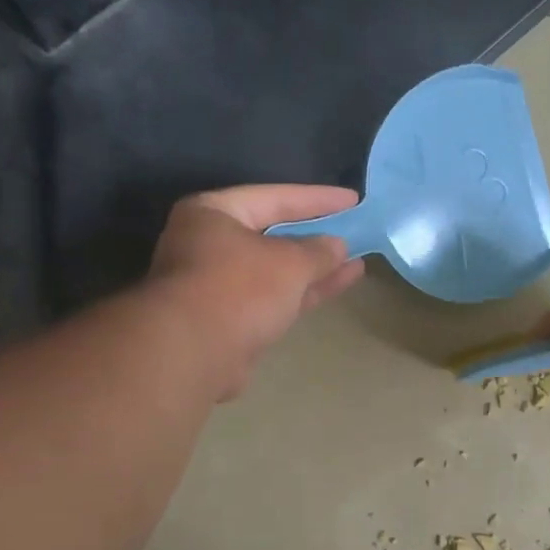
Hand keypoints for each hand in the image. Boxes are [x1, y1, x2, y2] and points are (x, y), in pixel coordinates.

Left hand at [150, 185, 364, 397]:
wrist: (193, 353)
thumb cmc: (238, 288)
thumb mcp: (289, 262)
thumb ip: (318, 251)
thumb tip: (337, 245)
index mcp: (213, 213)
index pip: (273, 196)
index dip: (317, 199)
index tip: (352, 200)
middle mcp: (208, 244)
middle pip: (272, 234)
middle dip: (314, 236)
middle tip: (353, 231)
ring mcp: (216, 285)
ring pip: (274, 270)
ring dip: (313, 268)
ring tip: (355, 263)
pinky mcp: (228, 320)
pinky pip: (273, 298)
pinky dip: (302, 292)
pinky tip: (335, 286)